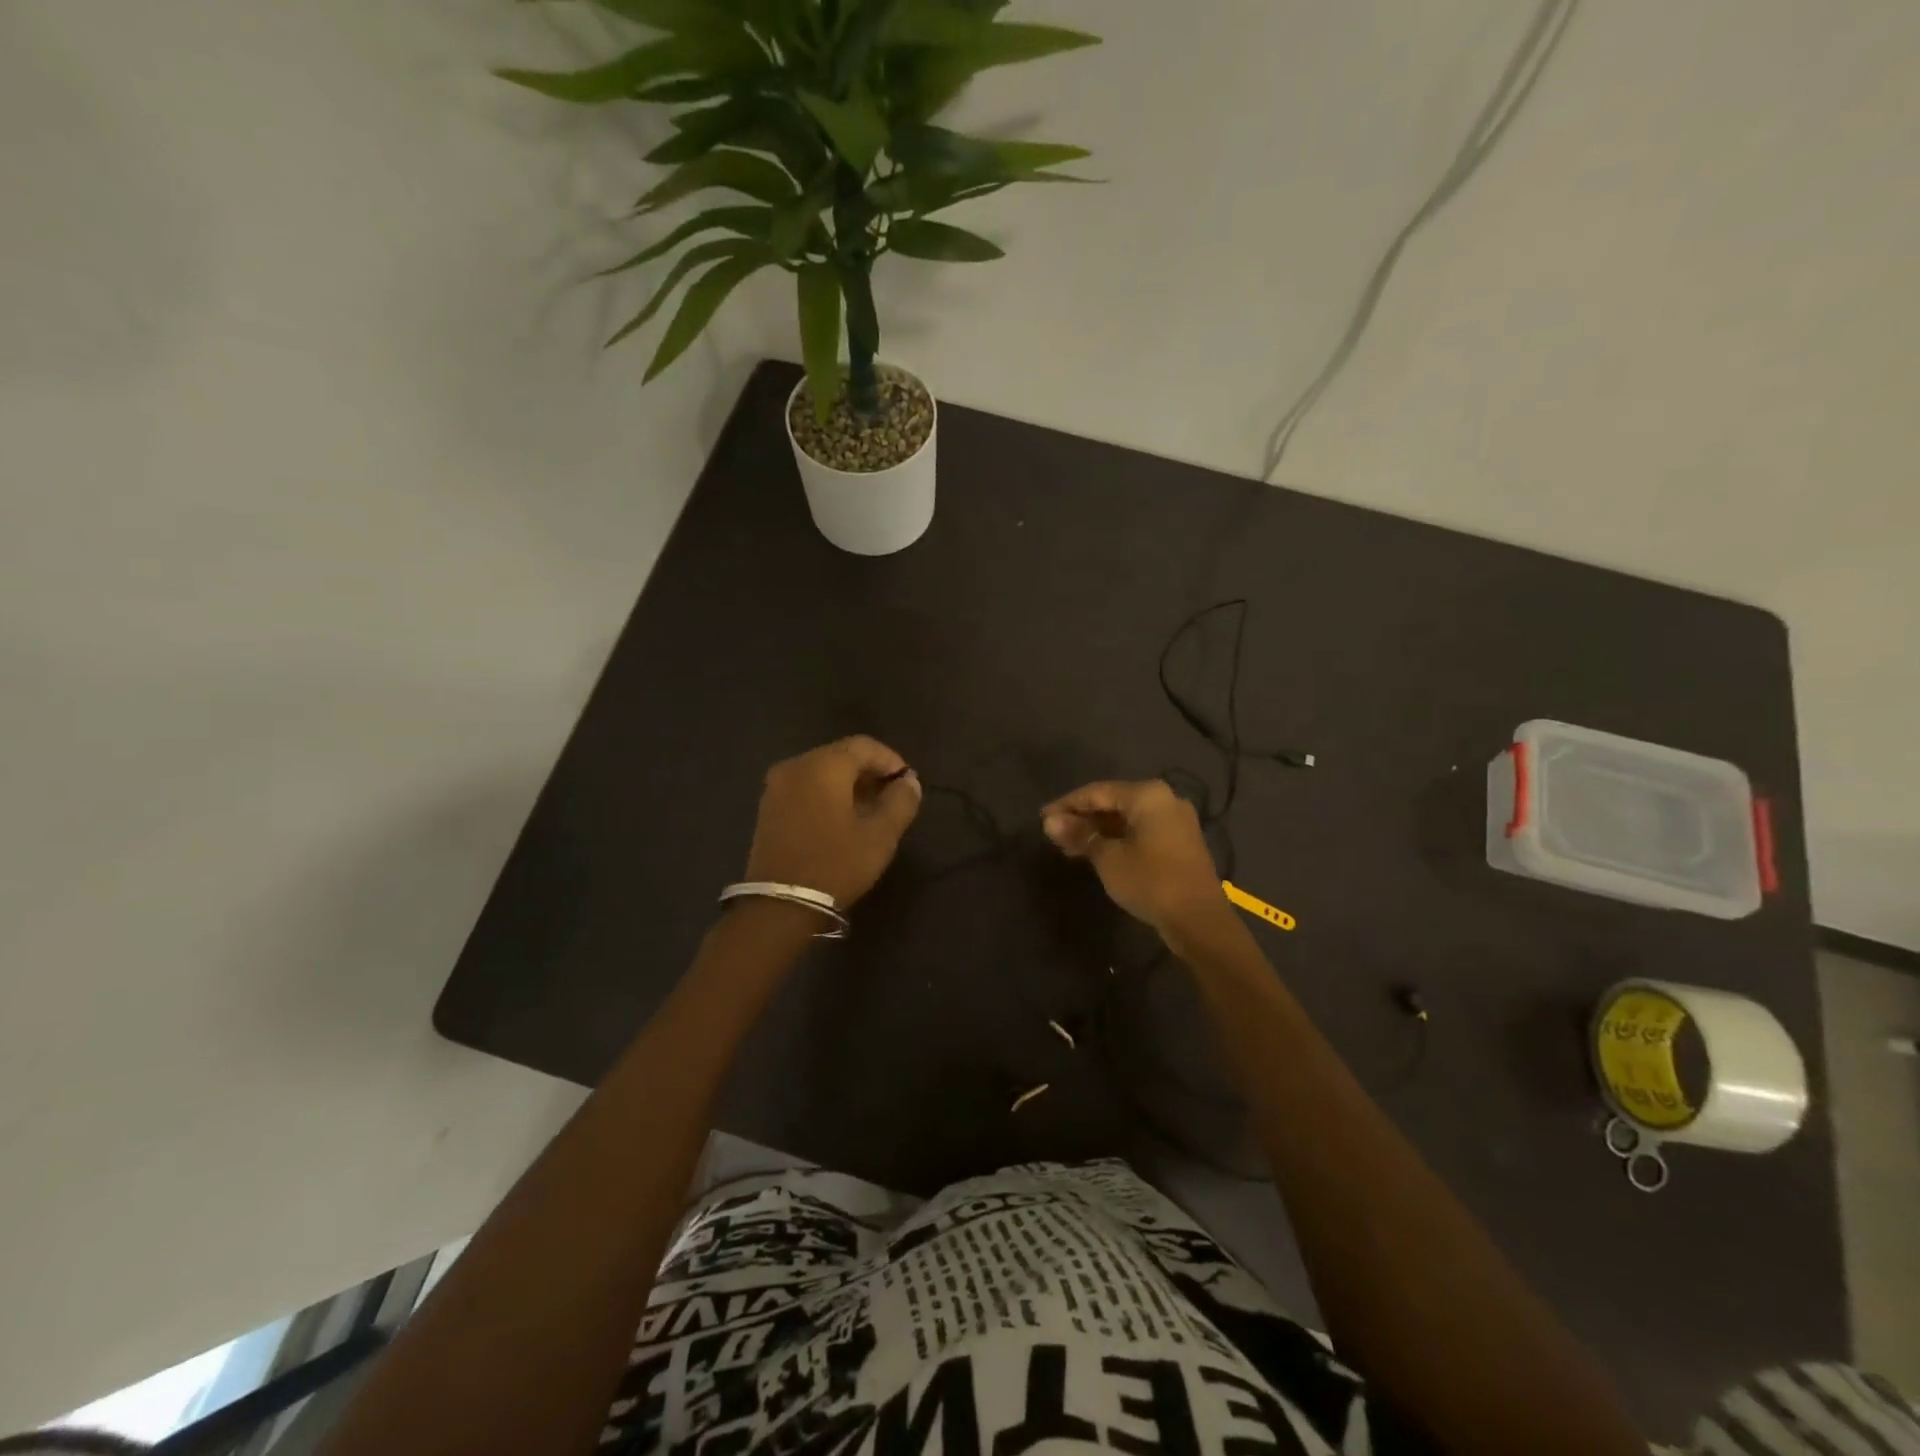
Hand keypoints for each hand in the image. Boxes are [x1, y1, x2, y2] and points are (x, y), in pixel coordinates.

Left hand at [742, 736, 922, 906]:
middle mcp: (796, 765)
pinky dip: (827, 794)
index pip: (864, 745)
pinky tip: (841, 820)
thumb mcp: (880, 836)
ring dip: (848, 785)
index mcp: (824, 765)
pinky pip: (805, 787)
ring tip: (870, 811)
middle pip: (841, 755)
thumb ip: (901, 801)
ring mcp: (777, 786)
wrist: (779, 905)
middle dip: (869, 772)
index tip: (907, 783)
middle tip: (891, 798)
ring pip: (822, 771)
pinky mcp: (768, 807)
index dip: (891, 760)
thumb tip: (910, 781)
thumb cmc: (835, 864)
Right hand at [1041, 779, 1232, 941]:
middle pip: (1113, 802)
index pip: (1097, 791)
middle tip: (1055, 834)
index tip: (1042, 818)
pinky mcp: (1180, 842)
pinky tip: (1098, 853)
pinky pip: (1141, 831)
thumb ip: (1080, 835)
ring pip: (1127, 818)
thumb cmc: (1150, 881)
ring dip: (1099, 830)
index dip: (1066, 804)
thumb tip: (1050, 822)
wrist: (1199, 920)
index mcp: (1147, 794)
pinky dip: (1118, 838)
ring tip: (1070, 846)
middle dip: (1083, 817)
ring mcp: (1176, 821)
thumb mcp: (1107, 858)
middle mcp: (1165, 799)